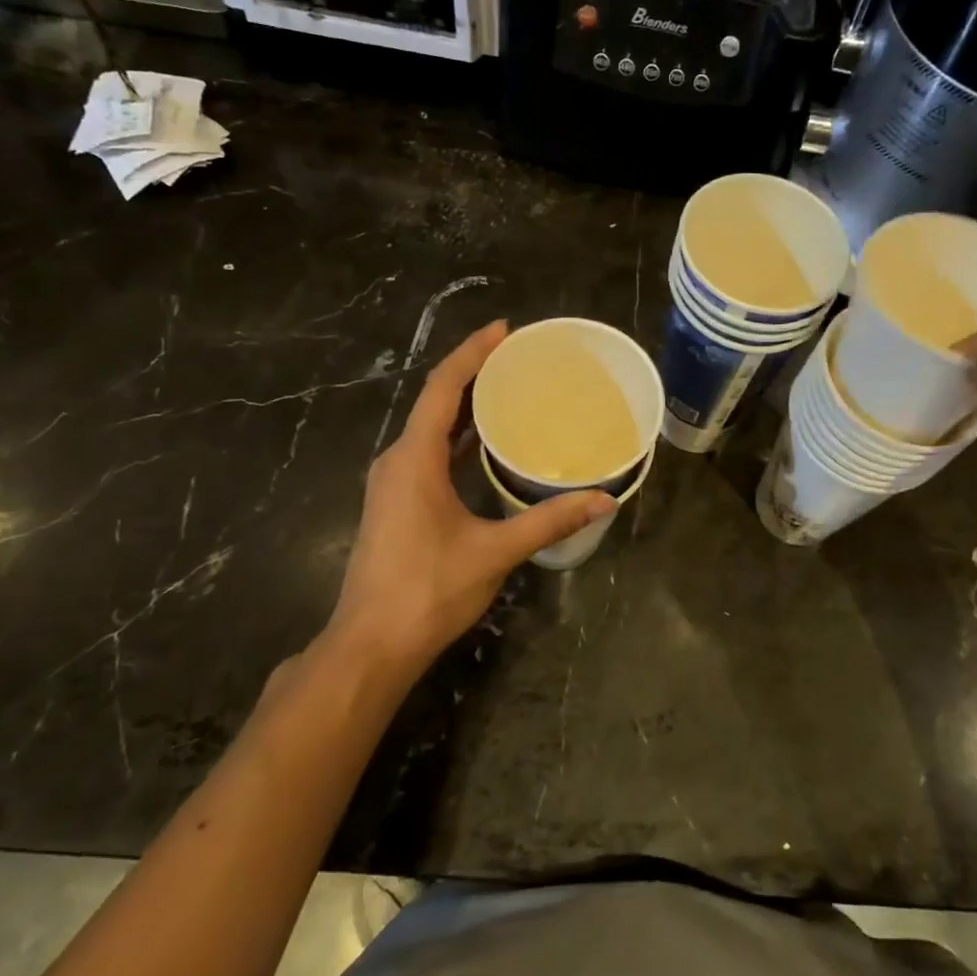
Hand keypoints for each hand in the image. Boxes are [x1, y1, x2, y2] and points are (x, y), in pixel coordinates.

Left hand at [325, 321, 613, 672]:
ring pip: (431, 428)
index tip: (505, 330)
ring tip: (510, 390)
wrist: (371, 645)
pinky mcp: (398, 503)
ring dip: (466, 406)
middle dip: (474, 374)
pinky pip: (429, 452)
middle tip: (519, 358)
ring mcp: (394, 483)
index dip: (473, 353)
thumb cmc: (428, 591)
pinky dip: (458, 438)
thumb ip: (549, 520)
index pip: (443, 388)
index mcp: (414, 459)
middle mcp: (398, 461)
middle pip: (436, 401)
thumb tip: (605, 499)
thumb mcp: (495, 551)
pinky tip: (488, 444)